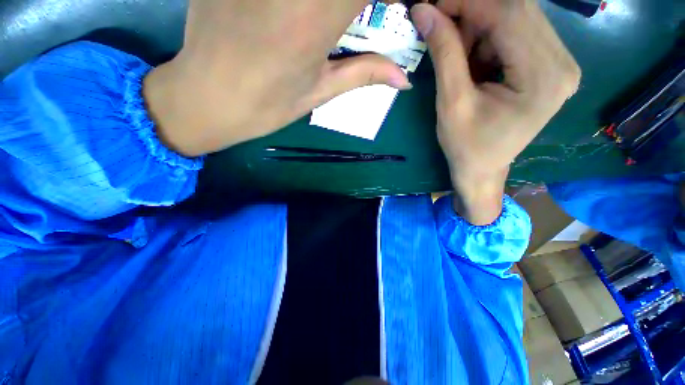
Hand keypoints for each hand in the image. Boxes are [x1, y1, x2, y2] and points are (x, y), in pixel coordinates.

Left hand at [144, 0, 410, 156]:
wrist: (206, 98)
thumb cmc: (266, 105)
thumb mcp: (320, 92)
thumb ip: (363, 73)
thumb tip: (404, 79)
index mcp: (317, 17)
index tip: (393, 9)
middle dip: (357, 3)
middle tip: (358, 17)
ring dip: (330, 5)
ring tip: (329, 18)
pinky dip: (305, 2)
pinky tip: (296, 15)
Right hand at [410, 0, 580, 224]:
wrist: (483, 168)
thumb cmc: (466, 145)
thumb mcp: (451, 103)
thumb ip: (444, 54)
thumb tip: (424, 11)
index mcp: (544, 78)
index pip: (508, 15)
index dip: (467, 2)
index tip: (432, 5)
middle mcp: (563, 63)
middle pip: (518, 10)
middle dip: (473, 12)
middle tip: (439, 25)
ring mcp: (560, 63)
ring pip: (518, 17)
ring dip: (480, 25)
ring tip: (455, 51)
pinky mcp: (550, 66)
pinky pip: (519, 33)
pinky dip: (490, 36)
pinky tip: (473, 57)